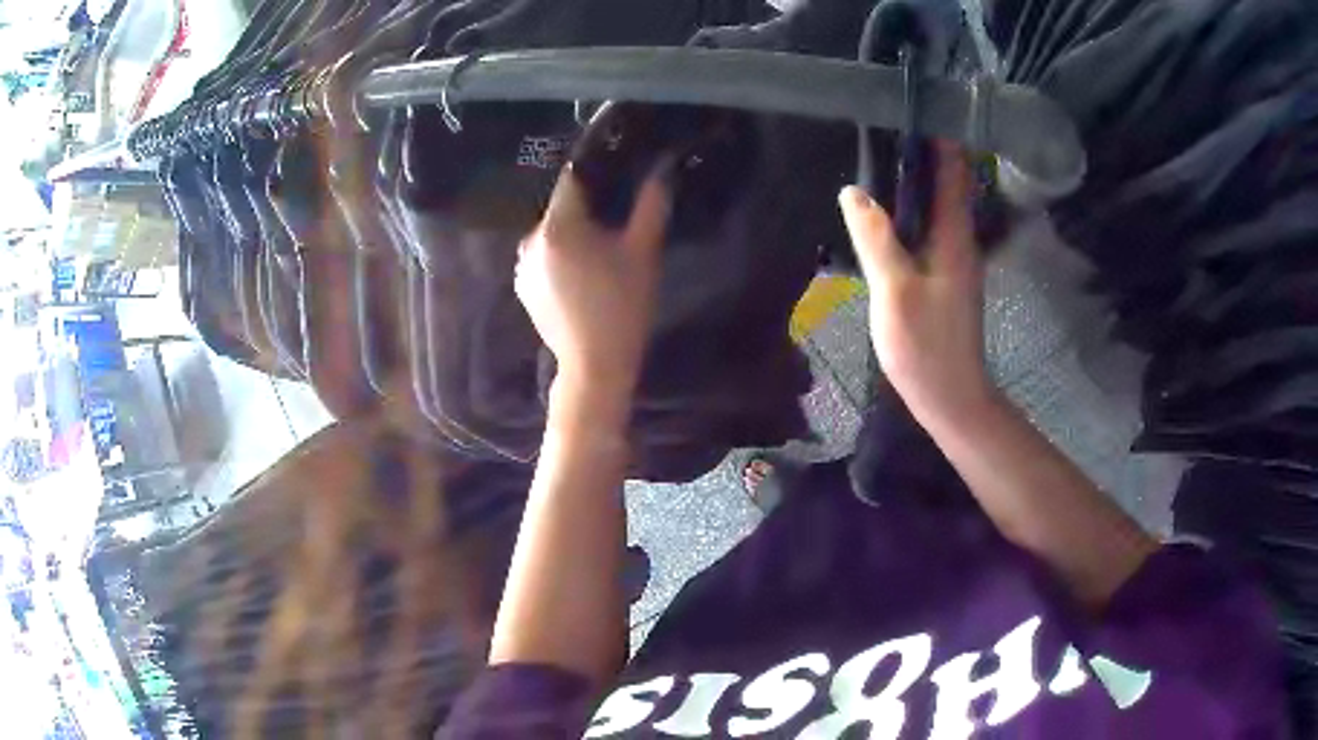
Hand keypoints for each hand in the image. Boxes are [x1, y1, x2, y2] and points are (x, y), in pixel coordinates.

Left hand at [516, 164, 672, 397]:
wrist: (594, 365)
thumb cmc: (622, 306)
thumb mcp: (643, 253)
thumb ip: (650, 206)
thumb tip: (660, 171)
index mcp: (557, 226)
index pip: (573, 179)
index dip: (595, 170)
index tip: (616, 170)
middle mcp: (530, 239)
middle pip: (561, 207)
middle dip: (587, 207)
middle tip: (616, 217)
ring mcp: (521, 266)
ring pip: (552, 233)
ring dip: (573, 233)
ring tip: (600, 249)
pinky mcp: (522, 287)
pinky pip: (543, 257)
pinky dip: (560, 255)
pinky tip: (582, 274)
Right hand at [838, 143, 993, 423]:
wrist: (952, 398)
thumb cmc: (927, 347)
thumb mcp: (895, 291)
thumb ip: (876, 238)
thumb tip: (854, 191)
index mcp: (953, 235)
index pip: (953, 170)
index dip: (941, 135)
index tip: (919, 103)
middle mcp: (959, 239)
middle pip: (947, 182)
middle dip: (925, 149)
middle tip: (889, 120)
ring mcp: (954, 259)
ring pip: (938, 204)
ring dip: (918, 177)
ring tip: (884, 151)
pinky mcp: (944, 276)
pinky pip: (929, 227)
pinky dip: (913, 207)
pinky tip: (888, 207)